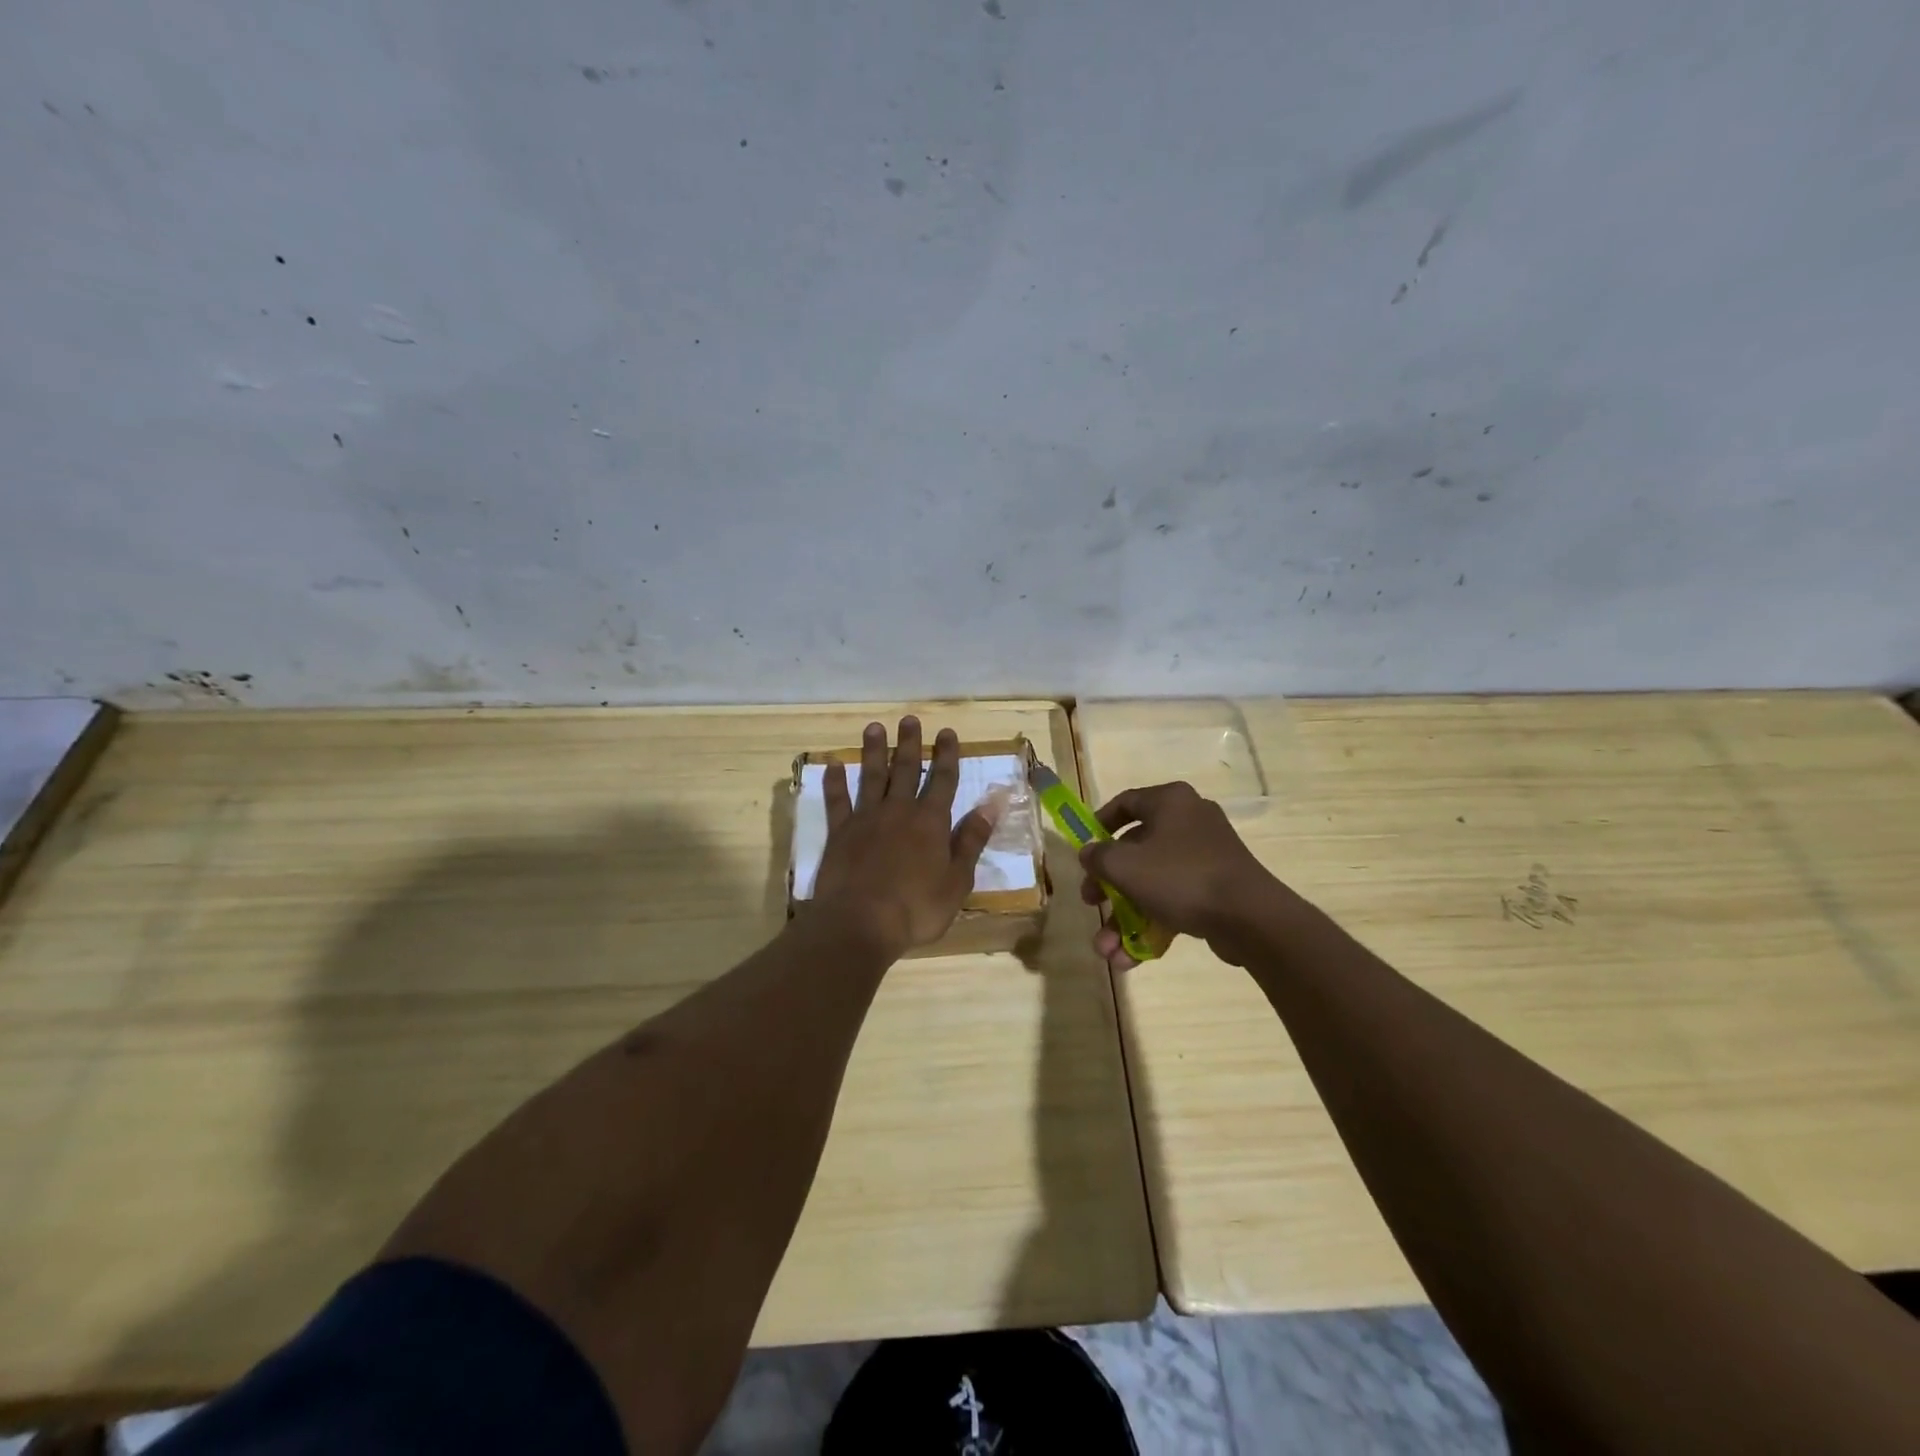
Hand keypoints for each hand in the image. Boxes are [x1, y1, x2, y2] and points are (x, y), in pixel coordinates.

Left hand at [811, 717, 994, 957]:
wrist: (860, 923)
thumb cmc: (917, 908)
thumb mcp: (957, 880)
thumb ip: (971, 840)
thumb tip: (991, 805)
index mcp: (931, 822)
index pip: (943, 780)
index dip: (946, 755)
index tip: (947, 732)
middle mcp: (899, 811)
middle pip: (905, 769)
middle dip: (909, 743)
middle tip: (909, 719)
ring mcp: (866, 819)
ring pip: (871, 777)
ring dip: (873, 751)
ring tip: (874, 728)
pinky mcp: (839, 833)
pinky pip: (836, 801)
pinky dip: (834, 782)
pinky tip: (832, 765)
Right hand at [1077, 781, 1287, 968]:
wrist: (1249, 916)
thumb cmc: (1180, 877)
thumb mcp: (1124, 865)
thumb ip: (1098, 856)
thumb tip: (1089, 853)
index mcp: (1170, 802)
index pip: (1126, 803)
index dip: (1099, 824)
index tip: (1085, 850)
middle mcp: (1189, 821)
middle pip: (1135, 850)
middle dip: (1108, 886)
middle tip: (1091, 904)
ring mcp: (1206, 856)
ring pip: (1153, 882)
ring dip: (1125, 917)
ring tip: (1107, 950)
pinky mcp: (1217, 888)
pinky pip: (1175, 900)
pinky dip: (1152, 923)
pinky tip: (1131, 957)